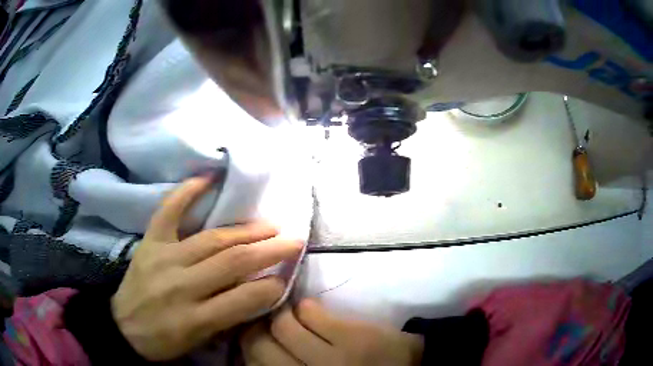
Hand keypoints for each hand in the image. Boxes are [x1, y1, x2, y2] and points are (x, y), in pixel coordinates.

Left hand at [111, 176, 301, 360]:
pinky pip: (167, 212)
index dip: (272, 286)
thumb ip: (229, 317)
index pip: (244, 299)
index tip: (287, 276)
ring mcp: (163, 258)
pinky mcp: (149, 243)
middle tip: (293, 240)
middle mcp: (181, 285)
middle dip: (269, 250)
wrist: (123, 327)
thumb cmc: (164, 341)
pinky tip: (208, 178)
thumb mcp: (200, 341)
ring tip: (269, 225)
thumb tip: (259, 292)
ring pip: (211, 239)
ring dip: (245, 230)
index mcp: (194, 318)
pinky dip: (186, 192)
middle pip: (232, 263)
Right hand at [240, 299, 423, 365]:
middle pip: (259, 343)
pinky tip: (314, 312)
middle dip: (259, 328)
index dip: (248, 345)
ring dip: (283, 314)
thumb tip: (255, 347)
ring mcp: (331, 358)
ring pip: (281, 323)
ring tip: (293, 315)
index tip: (255, 336)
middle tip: (269, 322)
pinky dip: (305, 308)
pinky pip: (309, 311)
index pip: (253, 364)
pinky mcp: (352, 337)